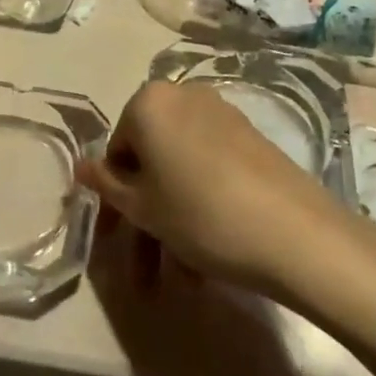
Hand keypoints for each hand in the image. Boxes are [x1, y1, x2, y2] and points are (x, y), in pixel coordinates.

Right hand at [76, 80, 348, 296]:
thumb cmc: (201, 214)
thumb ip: (107, 184)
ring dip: (171, 222)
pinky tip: (205, 256)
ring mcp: (220, 114)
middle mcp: (183, 96)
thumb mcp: (143, 207)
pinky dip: (199, 205)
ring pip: (180, 170)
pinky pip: (208, 169)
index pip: (116, 151)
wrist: (294, 232)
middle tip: (143, 271)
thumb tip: (81, 166)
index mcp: (148, 102)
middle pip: (150, 161)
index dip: (113, 200)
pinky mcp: (249, 137)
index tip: (116, 240)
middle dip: (144, 218)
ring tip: (180, 279)